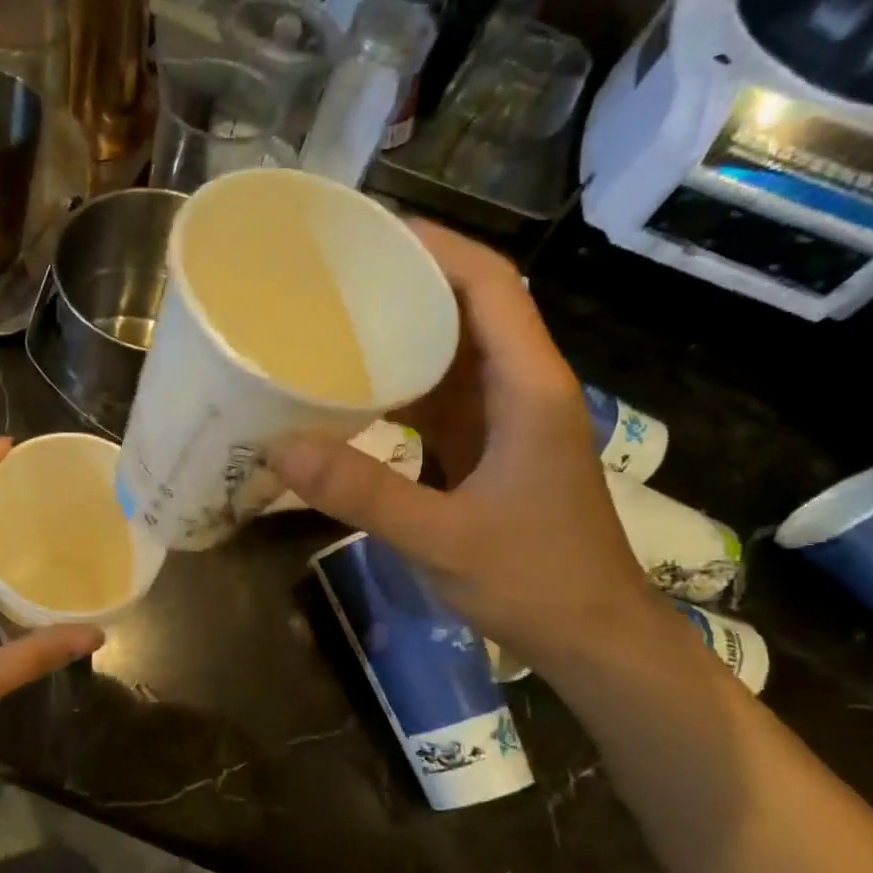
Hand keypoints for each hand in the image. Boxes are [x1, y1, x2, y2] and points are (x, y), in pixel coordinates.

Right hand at [271, 222, 653, 667]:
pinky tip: (352, 389)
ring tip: (333, 319)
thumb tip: (280, 448)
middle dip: (407, 281)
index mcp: (527, 388)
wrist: (592, 637)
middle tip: (333, 275)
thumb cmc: (535, 580)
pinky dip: (398, 383)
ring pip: (453, 351)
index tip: (371, 234)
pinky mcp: (487, 449)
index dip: (437, 248)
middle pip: (470, 307)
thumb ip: (363, 493)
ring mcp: (505, 420)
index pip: (491, 287)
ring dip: (401, 330)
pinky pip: (439, 397)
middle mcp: (520, 389)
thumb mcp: (442, 538)